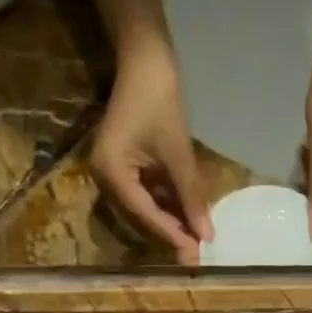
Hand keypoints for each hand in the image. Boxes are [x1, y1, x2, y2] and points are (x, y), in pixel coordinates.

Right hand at [92, 37, 212, 264]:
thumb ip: (191, 195)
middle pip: (142, 216)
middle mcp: (104, 178)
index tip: (196, 253)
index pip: (145, 214)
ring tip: (198, 238)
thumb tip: (207, 234)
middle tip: (198, 254)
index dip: (173, 234)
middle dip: (172, 233)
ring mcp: (112, 172)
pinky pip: (146, 193)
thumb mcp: (178, 152)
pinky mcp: (123, 166)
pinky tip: (188, 215)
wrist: (145, 58)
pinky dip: (167, 203)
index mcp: (111, 173)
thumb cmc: (159, 99)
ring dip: (171, 220)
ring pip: (145, 207)